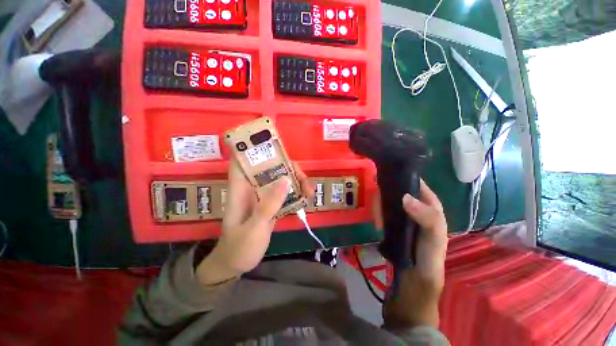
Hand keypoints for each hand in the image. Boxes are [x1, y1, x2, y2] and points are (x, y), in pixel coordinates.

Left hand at [196, 159, 312, 284]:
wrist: (236, 264)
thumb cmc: (239, 247)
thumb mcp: (254, 227)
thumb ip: (269, 205)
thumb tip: (286, 180)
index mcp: (240, 189)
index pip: (241, 160)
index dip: (251, 147)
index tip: (271, 142)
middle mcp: (251, 187)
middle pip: (269, 167)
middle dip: (287, 167)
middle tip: (304, 178)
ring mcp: (262, 195)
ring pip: (280, 178)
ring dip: (296, 180)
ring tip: (310, 191)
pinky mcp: (270, 204)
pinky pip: (284, 191)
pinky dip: (296, 192)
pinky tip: (306, 197)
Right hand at [374, 180, 447, 327]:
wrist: (411, 290)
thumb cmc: (427, 265)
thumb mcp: (432, 241)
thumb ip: (426, 218)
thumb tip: (405, 197)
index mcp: (432, 215)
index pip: (423, 191)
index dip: (411, 181)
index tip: (394, 175)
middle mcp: (418, 215)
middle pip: (402, 195)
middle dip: (390, 194)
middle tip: (378, 197)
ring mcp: (403, 221)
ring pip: (391, 204)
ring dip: (382, 206)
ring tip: (377, 216)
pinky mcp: (392, 229)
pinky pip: (383, 215)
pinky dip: (378, 215)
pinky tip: (376, 222)